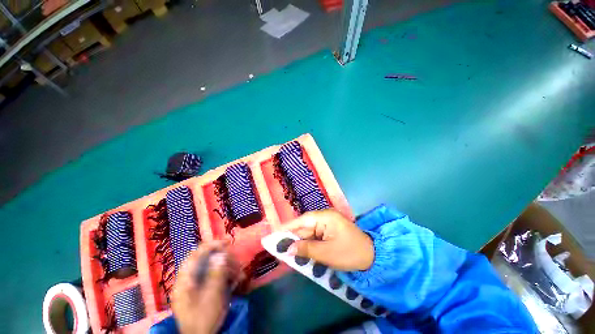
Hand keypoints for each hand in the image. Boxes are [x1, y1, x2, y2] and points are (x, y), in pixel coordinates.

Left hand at [171, 241, 241, 333]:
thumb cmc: (204, 318)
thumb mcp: (212, 296)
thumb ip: (216, 273)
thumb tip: (221, 254)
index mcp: (185, 279)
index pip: (196, 253)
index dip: (212, 245)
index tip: (228, 243)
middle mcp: (188, 279)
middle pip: (206, 259)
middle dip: (224, 258)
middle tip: (237, 263)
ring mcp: (195, 284)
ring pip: (212, 267)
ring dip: (227, 267)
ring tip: (239, 274)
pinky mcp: (202, 289)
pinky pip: (214, 276)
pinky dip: (225, 275)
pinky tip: (235, 281)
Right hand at [283, 209, 373, 270]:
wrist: (372, 256)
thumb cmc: (349, 253)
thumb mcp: (326, 253)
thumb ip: (305, 249)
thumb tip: (287, 249)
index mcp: (325, 217)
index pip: (302, 220)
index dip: (287, 227)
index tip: (274, 233)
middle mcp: (325, 216)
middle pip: (304, 226)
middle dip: (293, 237)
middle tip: (279, 247)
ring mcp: (328, 223)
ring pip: (309, 232)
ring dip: (300, 242)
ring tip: (287, 251)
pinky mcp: (330, 230)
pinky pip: (315, 235)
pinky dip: (309, 243)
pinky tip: (301, 251)